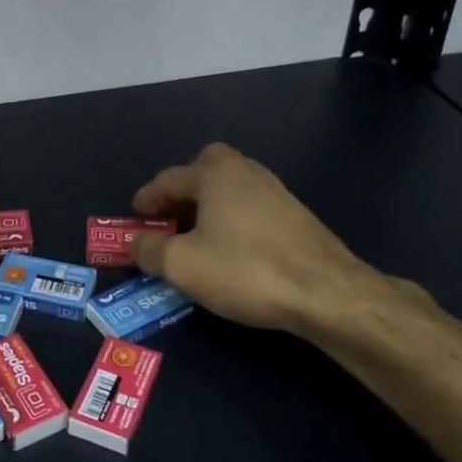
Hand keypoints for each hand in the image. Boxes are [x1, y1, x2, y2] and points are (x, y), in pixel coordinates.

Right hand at [131, 143, 425, 342]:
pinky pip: (250, 207)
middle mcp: (246, 171)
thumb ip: (149, 250)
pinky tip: (230, 249)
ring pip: (230, 188)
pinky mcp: (295, 216)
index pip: (168, 179)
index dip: (146, 198)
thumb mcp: (182, 265)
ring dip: (208, 205)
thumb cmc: (245, 270)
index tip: (134, 217)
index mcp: (215, 173)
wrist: (326, 293)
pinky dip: (231, 219)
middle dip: (183, 189)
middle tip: (169, 217)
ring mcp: (275, 192)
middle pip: (205, 168)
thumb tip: (134, 243)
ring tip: (194, 237)